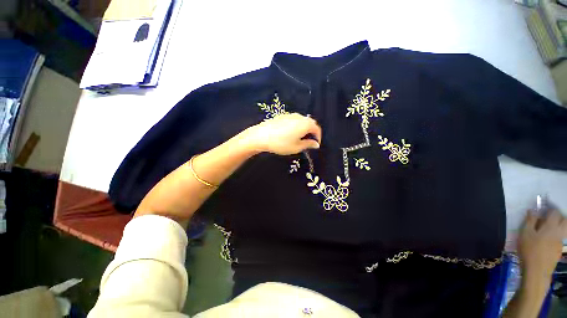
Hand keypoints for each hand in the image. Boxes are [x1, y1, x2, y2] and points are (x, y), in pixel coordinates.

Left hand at [243, 113, 321, 154]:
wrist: (261, 136)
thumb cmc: (281, 143)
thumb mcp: (297, 147)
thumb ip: (308, 144)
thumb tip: (316, 144)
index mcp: (306, 124)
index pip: (317, 129)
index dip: (318, 137)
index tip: (315, 145)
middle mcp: (300, 117)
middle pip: (310, 123)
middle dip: (312, 132)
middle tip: (308, 142)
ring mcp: (291, 115)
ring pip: (302, 121)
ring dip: (304, 129)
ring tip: (300, 138)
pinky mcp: (283, 115)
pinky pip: (294, 120)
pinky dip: (297, 126)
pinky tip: (290, 133)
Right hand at [518, 209, 566, 280]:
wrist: (537, 271)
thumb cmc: (529, 249)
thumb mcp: (525, 233)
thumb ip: (530, 221)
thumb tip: (533, 210)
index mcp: (551, 226)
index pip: (554, 212)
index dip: (550, 209)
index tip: (543, 208)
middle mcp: (559, 232)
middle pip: (564, 220)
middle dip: (558, 216)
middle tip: (548, 217)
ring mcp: (560, 242)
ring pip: (563, 230)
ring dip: (557, 226)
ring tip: (546, 229)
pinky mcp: (559, 250)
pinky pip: (559, 239)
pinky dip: (555, 236)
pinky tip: (546, 242)